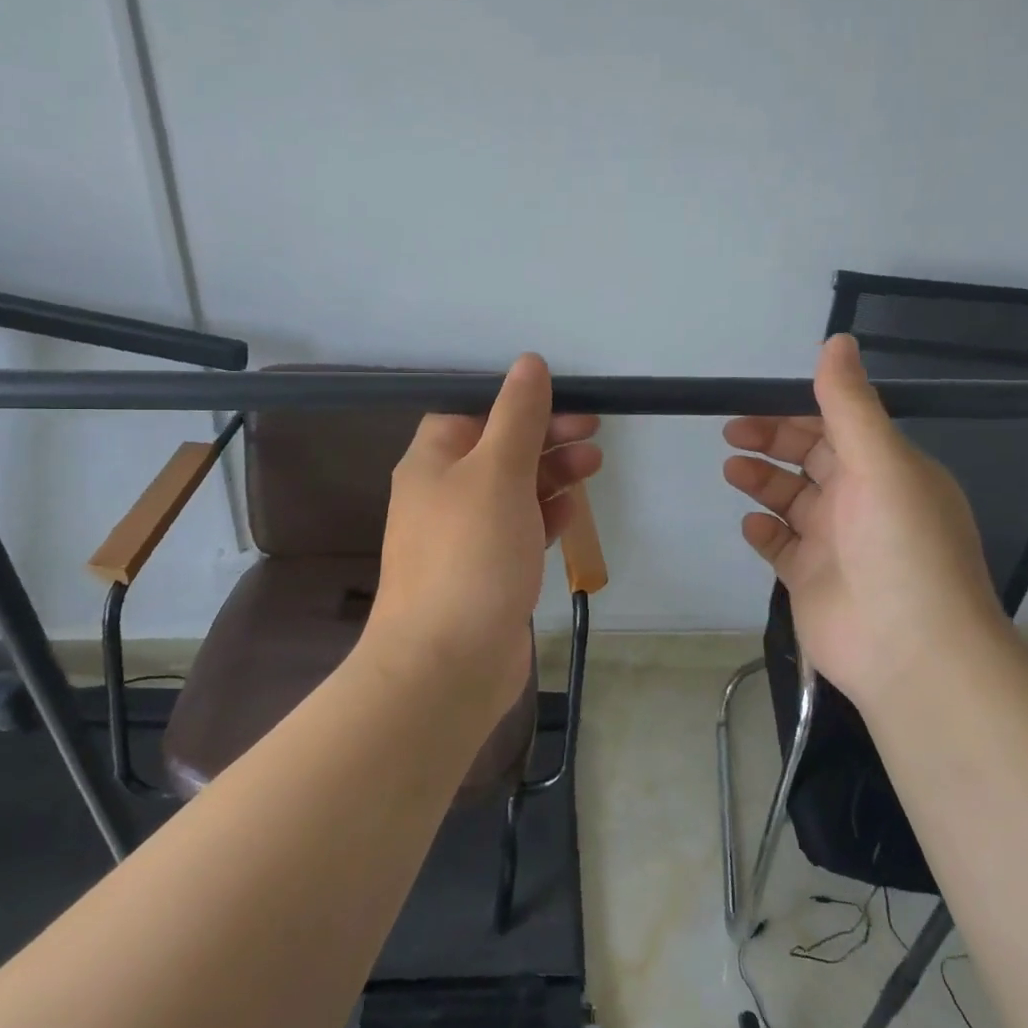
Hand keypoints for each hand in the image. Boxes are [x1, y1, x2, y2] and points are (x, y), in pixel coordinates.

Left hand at [368, 354, 600, 719]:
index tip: (567, 402)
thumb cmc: (471, 554)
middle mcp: (443, 493)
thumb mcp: (497, 470)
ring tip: (594, 466)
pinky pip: (518, 529)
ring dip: (551, 473)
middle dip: (546, 437)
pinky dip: (544, 515)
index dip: (520, 402)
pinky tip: (571, 511)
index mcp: (432, 460)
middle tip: (594, 433)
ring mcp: (464, 537)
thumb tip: (529, 363)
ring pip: (513, 490)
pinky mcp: (486, 572)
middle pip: (499, 448)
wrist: (446, 664)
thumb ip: (517, 416)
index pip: (475, 411)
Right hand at [722, 334, 1013, 709]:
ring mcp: (835, 542)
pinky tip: (754, 525)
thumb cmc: (900, 547)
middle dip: (771, 441)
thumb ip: (850, 404)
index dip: (795, 412)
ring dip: (761, 481)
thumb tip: (837, 340)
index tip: (755, 404)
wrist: (910, 652)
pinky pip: (780, 544)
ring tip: (733, 471)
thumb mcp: (881, 463)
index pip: (837, 426)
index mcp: (887, 469)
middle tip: (732, 435)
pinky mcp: (810, 578)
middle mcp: (863, 501)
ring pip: (790, 498)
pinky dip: (764, 530)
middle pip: (809, 458)